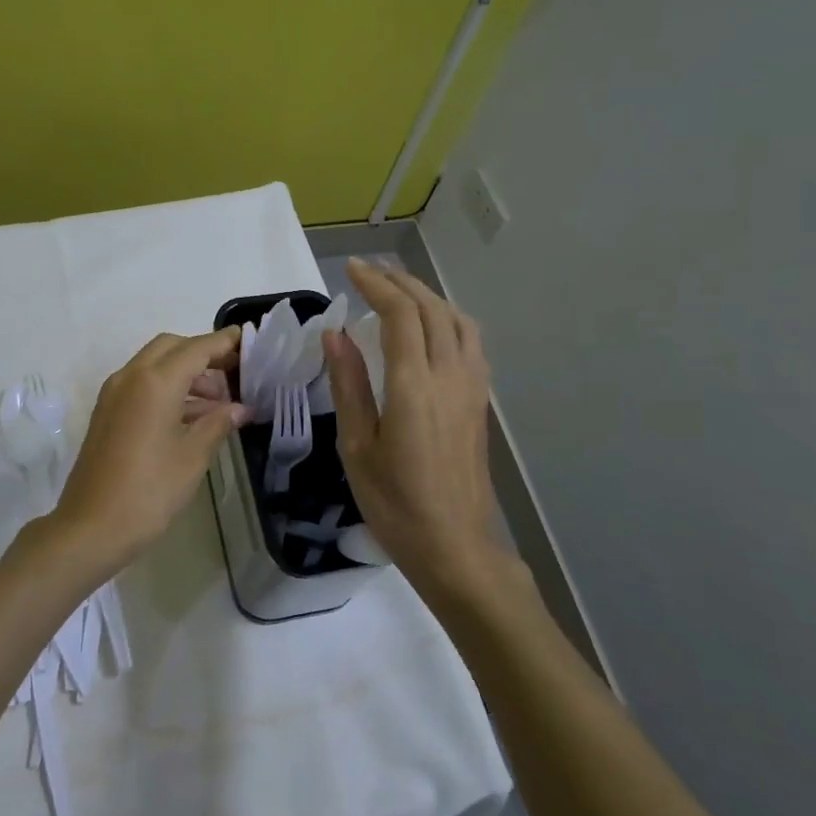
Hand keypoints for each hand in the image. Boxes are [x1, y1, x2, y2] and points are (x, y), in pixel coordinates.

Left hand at [48, 329, 249, 576]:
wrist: (90, 528)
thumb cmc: (148, 492)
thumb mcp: (192, 457)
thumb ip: (218, 424)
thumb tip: (240, 408)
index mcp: (155, 382)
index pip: (196, 348)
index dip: (224, 343)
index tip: (248, 341)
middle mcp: (130, 377)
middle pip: (172, 348)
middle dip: (203, 354)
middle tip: (234, 374)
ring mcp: (114, 394)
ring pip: (155, 365)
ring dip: (186, 373)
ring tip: (220, 402)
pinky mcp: (107, 412)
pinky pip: (142, 385)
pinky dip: (168, 389)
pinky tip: (192, 416)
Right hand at [325, 259, 498, 587]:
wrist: (454, 545)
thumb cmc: (394, 502)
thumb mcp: (357, 446)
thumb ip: (348, 385)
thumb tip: (335, 335)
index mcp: (414, 386)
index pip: (400, 315)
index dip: (376, 285)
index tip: (351, 270)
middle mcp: (450, 376)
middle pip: (432, 309)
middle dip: (400, 282)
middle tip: (370, 271)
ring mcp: (472, 388)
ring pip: (458, 321)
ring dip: (428, 296)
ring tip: (399, 291)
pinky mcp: (480, 402)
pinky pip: (470, 343)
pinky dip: (448, 319)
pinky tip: (432, 328)